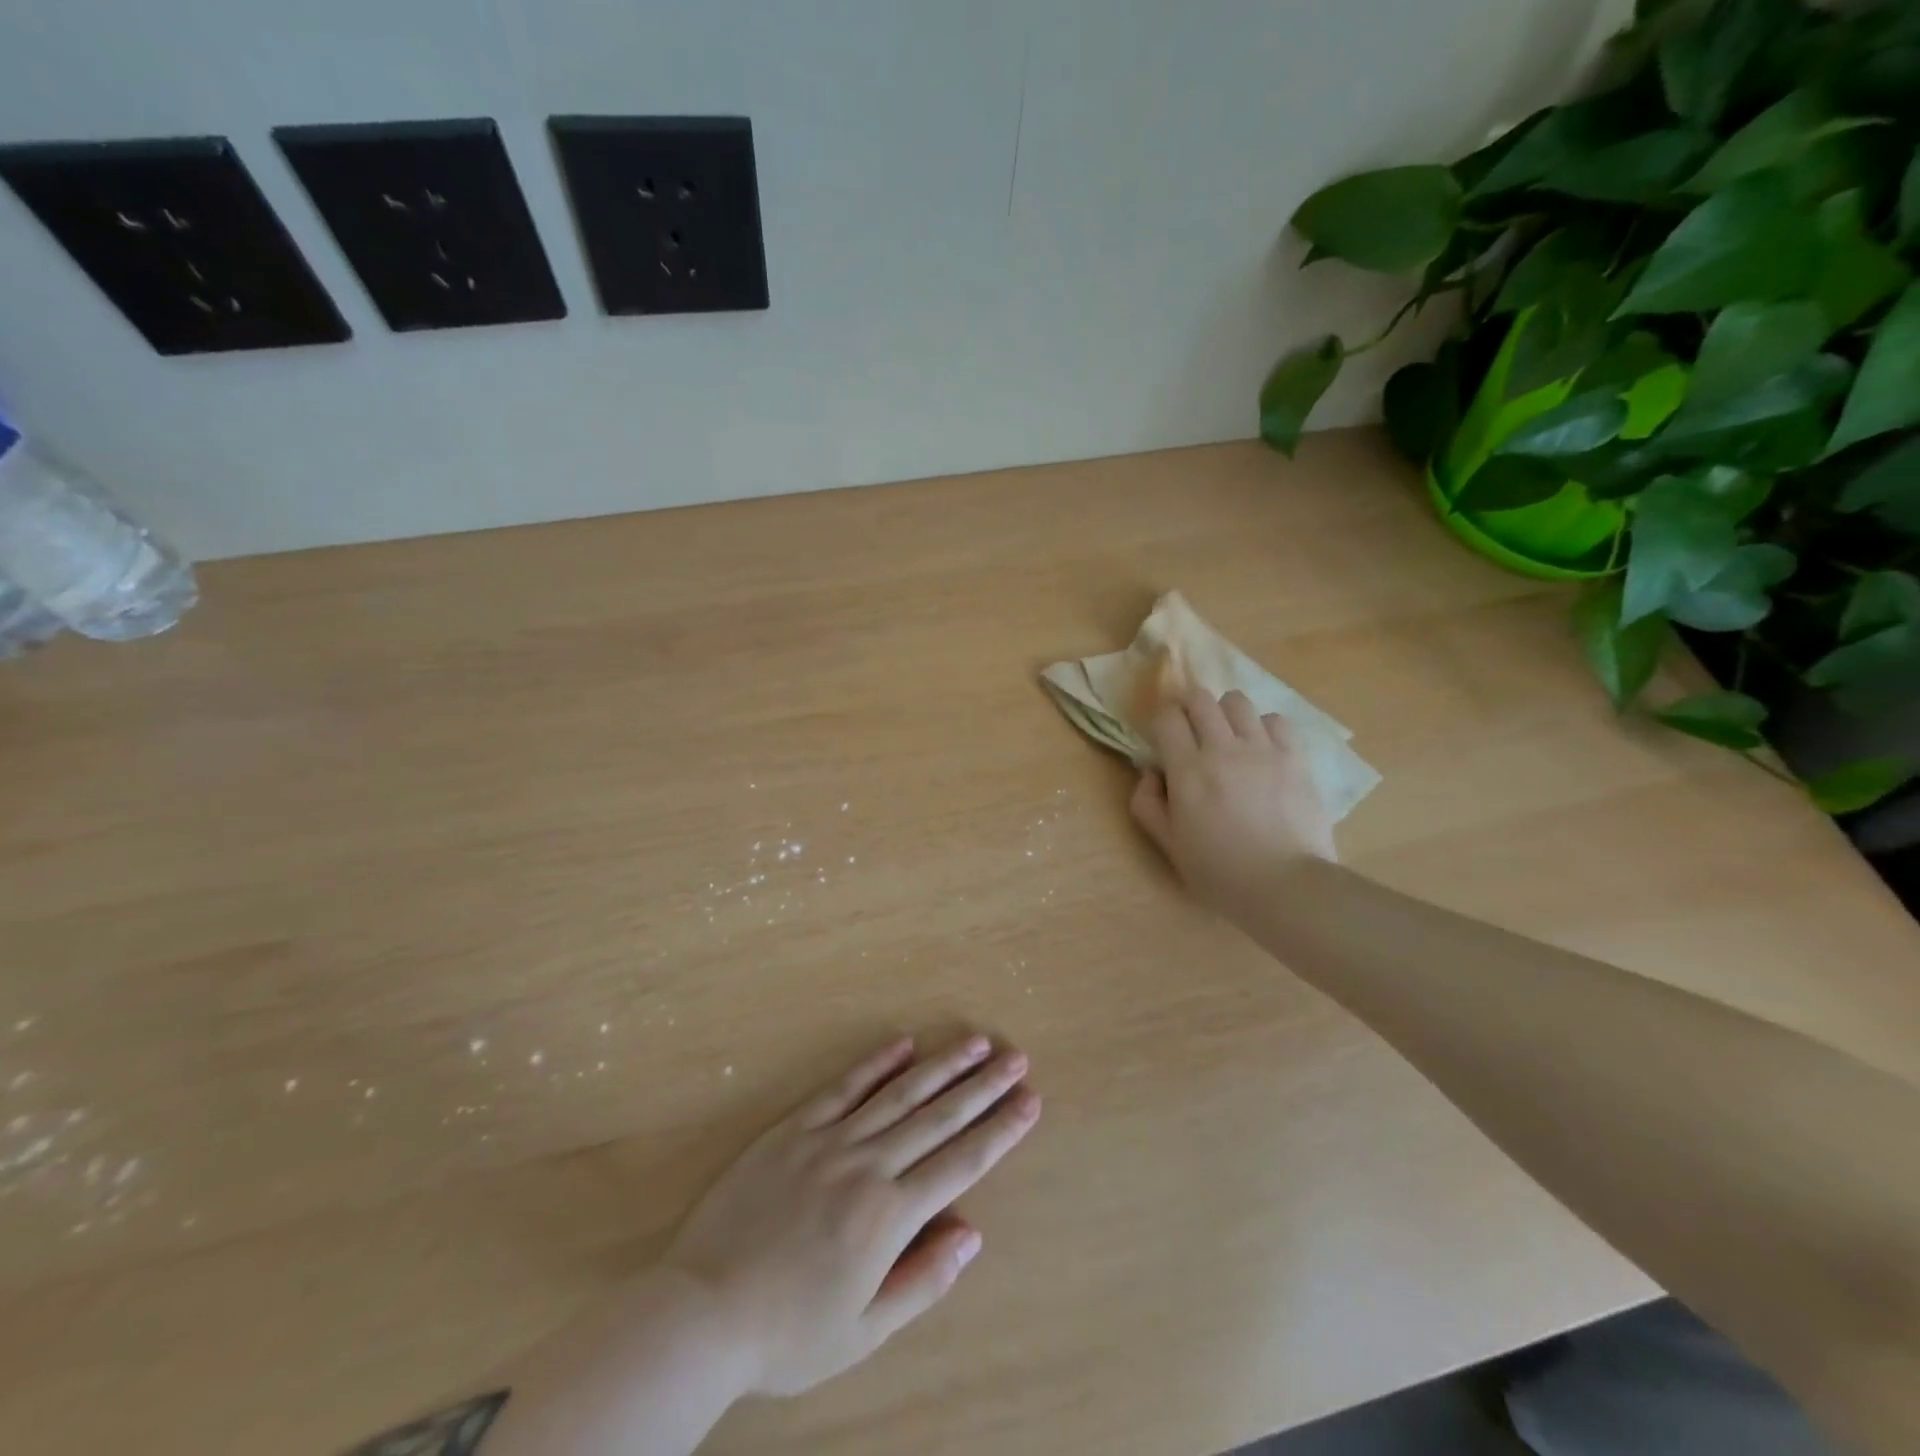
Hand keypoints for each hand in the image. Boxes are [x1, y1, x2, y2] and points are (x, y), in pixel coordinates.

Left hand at [662, 1034, 1039, 1396]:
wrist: (701, 1312)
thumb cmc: (787, 1334)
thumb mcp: (862, 1331)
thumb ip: (921, 1280)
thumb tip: (971, 1233)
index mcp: (889, 1216)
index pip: (961, 1162)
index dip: (1000, 1130)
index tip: (1030, 1101)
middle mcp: (867, 1166)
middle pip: (938, 1117)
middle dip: (982, 1086)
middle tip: (1015, 1057)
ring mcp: (828, 1140)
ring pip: (899, 1093)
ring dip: (941, 1066)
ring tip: (975, 1042)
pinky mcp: (794, 1129)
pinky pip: (842, 1088)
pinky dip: (875, 1064)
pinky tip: (902, 1044)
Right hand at [1130, 687, 1335, 916]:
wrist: (1285, 886)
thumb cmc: (1219, 872)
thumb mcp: (1168, 845)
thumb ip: (1148, 804)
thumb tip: (1151, 772)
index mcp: (1187, 771)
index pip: (1167, 718)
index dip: (1161, 722)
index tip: (1163, 739)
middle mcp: (1223, 749)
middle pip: (1200, 699)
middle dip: (1189, 708)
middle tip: (1191, 731)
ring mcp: (1263, 749)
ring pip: (1237, 701)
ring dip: (1225, 713)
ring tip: (1228, 736)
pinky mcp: (1295, 757)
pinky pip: (1276, 720)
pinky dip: (1263, 727)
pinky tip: (1262, 748)